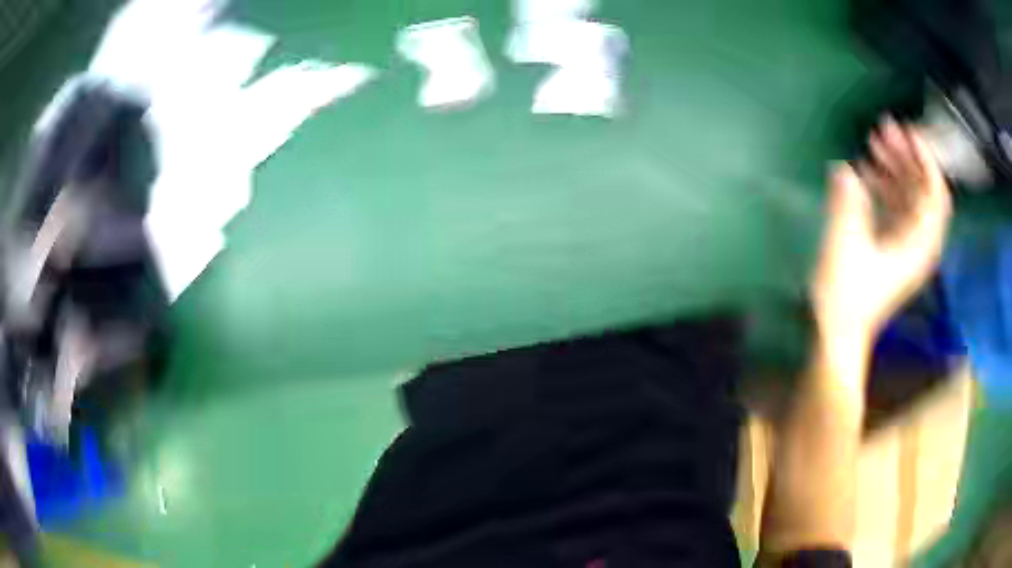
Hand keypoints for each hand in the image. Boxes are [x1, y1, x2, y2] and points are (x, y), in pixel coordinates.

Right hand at [812, 118, 951, 350]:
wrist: (839, 333)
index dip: (926, 160)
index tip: (907, 132)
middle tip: (883, 130)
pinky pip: (898, 207)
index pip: (936, 195)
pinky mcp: (894, 247)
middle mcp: (919, 242)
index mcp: (918, 244)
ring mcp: (907, 244)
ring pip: (910, 196)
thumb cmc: (845, 295)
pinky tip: (865, 172)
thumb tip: (844, 169)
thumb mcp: (844, 247)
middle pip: (923, 190)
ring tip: (871, 145)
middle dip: (906, 157)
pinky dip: (885, 186)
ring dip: (894, 168)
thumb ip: (847, 204)